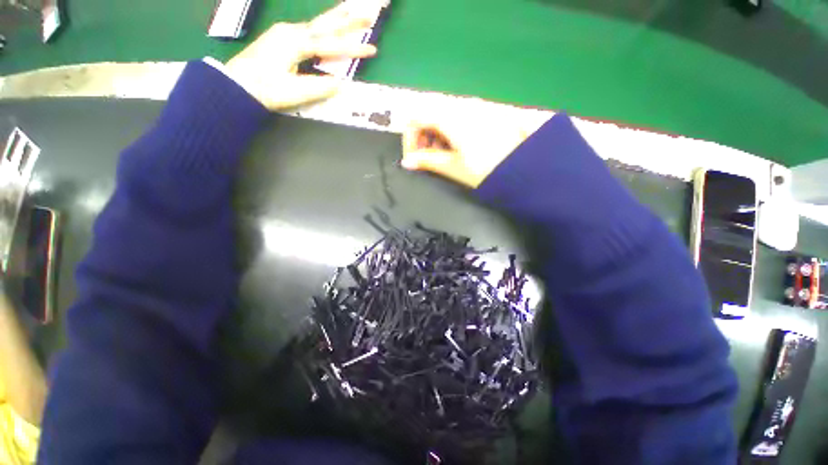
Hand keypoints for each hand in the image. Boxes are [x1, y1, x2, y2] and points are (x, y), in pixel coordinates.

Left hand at [225, 0, 383, 109]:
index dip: (353, 49)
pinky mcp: (281, 39)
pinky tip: (328, 26)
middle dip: (348, 19)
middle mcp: (291, 32)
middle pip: (326, 24)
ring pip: (317, 25)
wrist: (235, 85)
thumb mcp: (295, 92)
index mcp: (295, 42)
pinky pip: (308, 31)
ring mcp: (285, 33)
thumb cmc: (265, 89)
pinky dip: (323, 28)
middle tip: (368, 12)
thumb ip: (319, 86)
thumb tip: (340, 83)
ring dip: (336, 19)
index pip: (331, 45)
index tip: (373, 50)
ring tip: (351, 10)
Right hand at [401, 114, 545, 187]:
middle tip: (427, 159)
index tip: (412, 158)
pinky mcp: (484, 113)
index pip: (415, 117)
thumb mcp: (453, 167)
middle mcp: (461, 105)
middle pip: (428, 114)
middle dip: (422, 138)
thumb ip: (427, 161)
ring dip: (435, 136)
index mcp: (450, 117)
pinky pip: (457, 117)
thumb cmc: (486, 169)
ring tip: (443, 156)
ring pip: (442, 115)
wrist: (525, 167)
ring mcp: (474, 107)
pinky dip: (450, 132)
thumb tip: (407, 162)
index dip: (409, 138)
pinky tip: (457, 148)